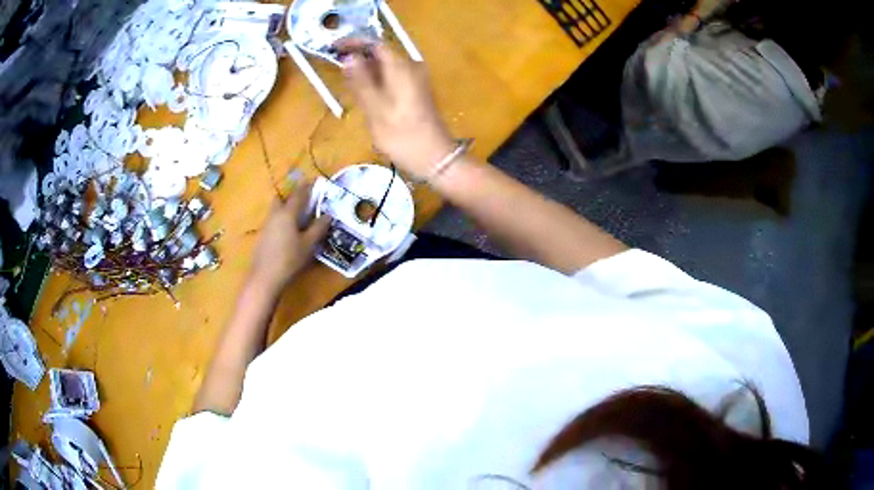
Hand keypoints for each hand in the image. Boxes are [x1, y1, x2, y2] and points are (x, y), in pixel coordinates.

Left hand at [249, 184, 330, 291]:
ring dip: (285, 209)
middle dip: (290, 197)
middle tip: (301, 201)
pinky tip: (287, 232)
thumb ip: (318, 228)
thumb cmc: (289, 259)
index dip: (306, 187)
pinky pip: (273, 222)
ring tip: (297, 217)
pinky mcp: (262, 237)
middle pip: (281, 200)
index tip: (312, 180)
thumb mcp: (308, 244)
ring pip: (275, 211)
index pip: (298, 195)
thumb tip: (327, 215)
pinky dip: (281, 221)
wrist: (265, 277)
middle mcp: (275, 215)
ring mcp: (266, 226)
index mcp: (287, 213)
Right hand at [341, 43, 455, 178]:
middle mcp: (412, 67)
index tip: (334, 48)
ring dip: (366, 69)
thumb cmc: (402, 135)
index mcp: (402, 67)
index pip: (376, 44)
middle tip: (336, 64)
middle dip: (359, 56)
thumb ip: (360, 81)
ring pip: (386, 66)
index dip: (354, 43)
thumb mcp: (375, 108)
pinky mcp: (417, 91)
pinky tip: (364, 90)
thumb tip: (348, 58)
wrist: (435, 158)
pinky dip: (377, 79)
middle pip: (382, 53)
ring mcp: (416, 79)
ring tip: (345, 78)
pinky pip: (393, 77)